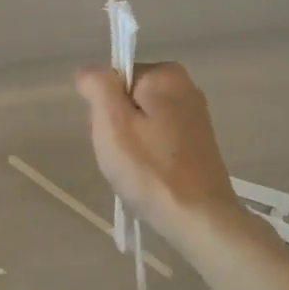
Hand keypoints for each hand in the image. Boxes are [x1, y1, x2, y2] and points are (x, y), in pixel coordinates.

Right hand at [77, 62, 242, 247]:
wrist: (198, 217)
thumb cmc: (150, 169)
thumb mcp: (111, 122)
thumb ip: (97, 86)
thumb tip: (90, 72)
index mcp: (166, 75)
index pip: (114, 79)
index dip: (103, 108)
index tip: (109, 135)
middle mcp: (186, 88)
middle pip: (128, 100)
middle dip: (117, 128)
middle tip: (120, 157)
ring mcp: (195, 118)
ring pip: (141, 123)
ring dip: (130, 146)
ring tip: (134, 173)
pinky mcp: (198, 144)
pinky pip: (158, 141)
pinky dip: (148, 158)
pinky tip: (149, 179)